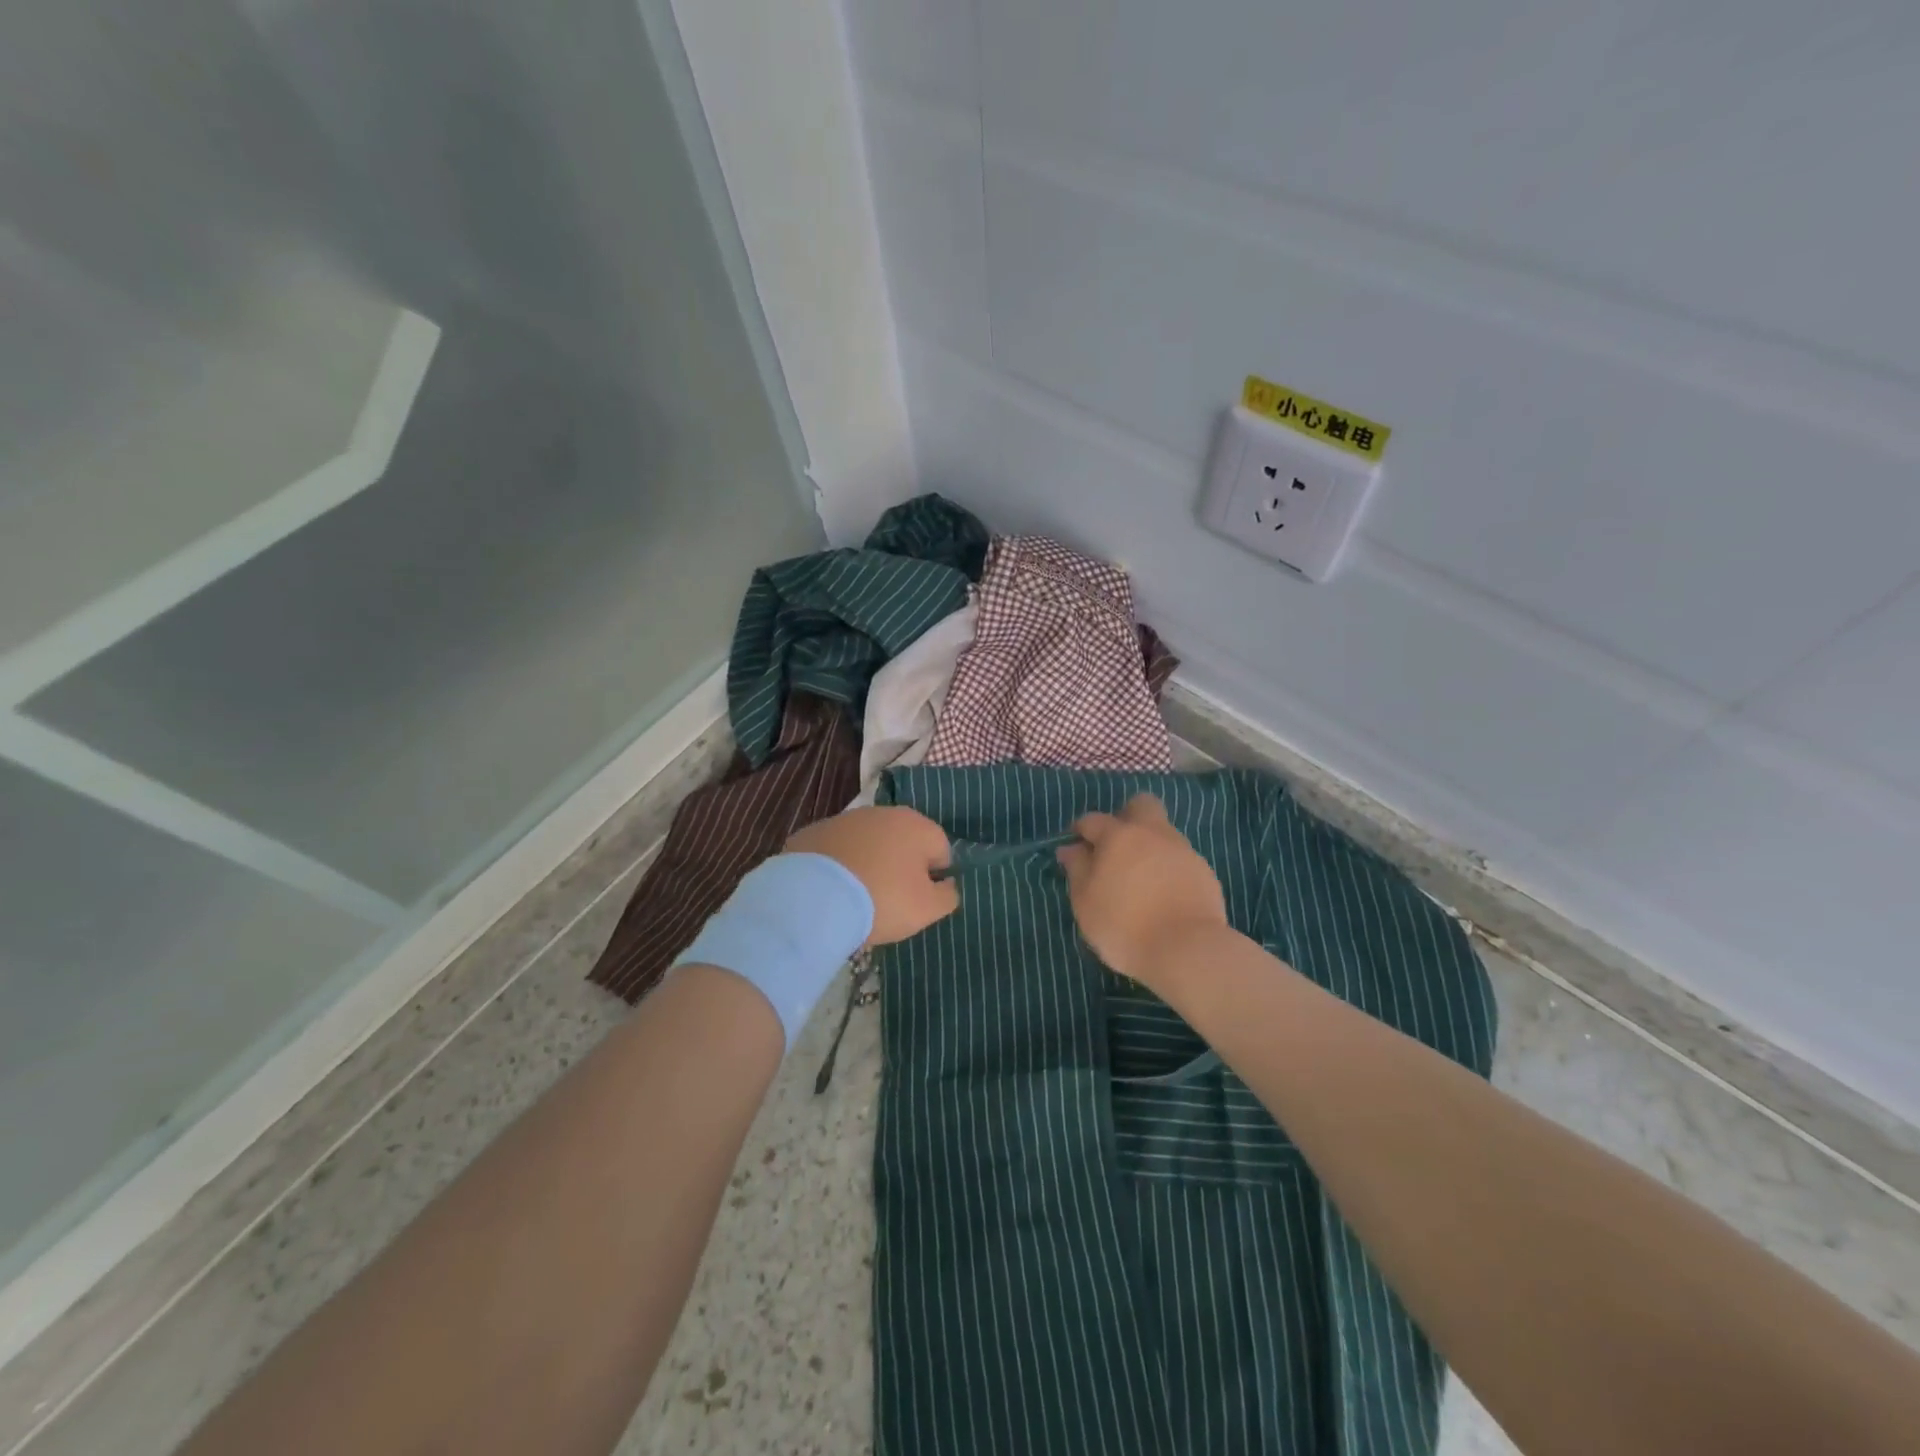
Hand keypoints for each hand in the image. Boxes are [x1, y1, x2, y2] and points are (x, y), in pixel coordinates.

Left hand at [785, 806, 959, 944]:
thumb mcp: (927, 909)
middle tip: (890, 901)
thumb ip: (948, 895)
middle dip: (900, 867)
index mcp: (917, 826)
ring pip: (868, 843)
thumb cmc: (882, 900)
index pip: (940, 850)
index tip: (920, 901)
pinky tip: (831, 891)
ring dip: (869, 863)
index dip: (935, 877)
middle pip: (903, 842)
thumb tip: (949, 884)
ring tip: (857, 898)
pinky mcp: (813, 832)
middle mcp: (883, 813)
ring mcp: (845, 820)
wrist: (813, 898)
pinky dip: (839, 866)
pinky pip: (836, 851)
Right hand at [1057, 794, 1228, 990]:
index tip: (1076, 848)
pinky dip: (1169, 870)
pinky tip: (1163, 896)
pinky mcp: (1204, 872)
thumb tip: (1070, 848)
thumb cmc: (1123, 925)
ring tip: (1140, 880)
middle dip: (1127, 816)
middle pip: (1141, 805)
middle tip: (1116, 847)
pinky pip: (1180, 860)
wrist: (1186, 950)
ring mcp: (1183, 851)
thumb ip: (1077, 869)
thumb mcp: (1085, 901)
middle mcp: (1153, 833)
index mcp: (1119, 835)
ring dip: (1150, 846)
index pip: (1093, 820)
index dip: (1080, 831)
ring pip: (1163, 833)